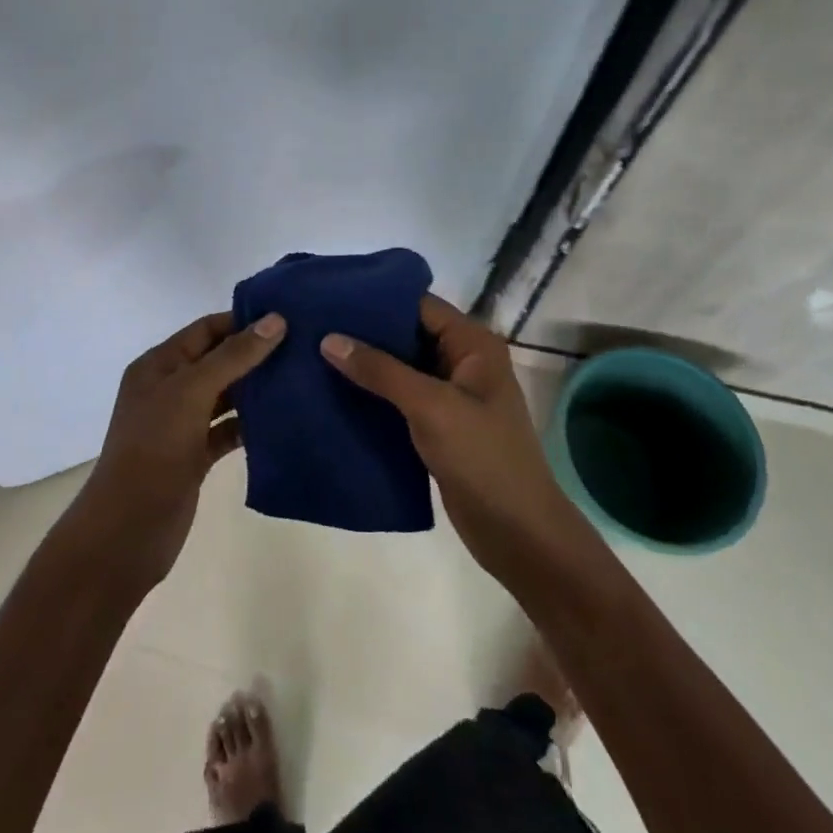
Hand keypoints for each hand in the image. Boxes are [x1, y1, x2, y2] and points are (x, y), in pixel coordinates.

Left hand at [72, 310, 286, 586]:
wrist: (127, 530)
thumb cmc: (154, 449)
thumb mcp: (191, 392)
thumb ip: (233, 356)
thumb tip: (275, 320)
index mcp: (159, 365)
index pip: (205, 329)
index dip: (242, 321)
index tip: (286, 318)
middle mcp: (169, 389)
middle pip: (217, 361)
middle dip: (255, 354)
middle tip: (303, 348)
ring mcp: (181, 424)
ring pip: (225, 396)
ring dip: (256, 389)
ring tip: (301, 379)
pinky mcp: (195, 456)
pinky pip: (227, 430)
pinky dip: (250, 425)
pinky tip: (282, 421)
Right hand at [321, 294, 586, 580]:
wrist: (518, 533)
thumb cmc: (482, 458)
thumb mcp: (431, 407)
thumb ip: (380, 371)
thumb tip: (329, 339)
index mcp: (472, 344)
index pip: (419, 305)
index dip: (377, 300)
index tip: (331, 298)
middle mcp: (462, 361)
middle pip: (407, 334)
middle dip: (365, 333)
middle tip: (314, 328)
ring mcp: (451, 395)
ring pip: (401, 368)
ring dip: (366, 366)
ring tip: (315, 356)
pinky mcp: (439, 425)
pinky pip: (400, 399)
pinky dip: (373, 395)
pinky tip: (335, 394)